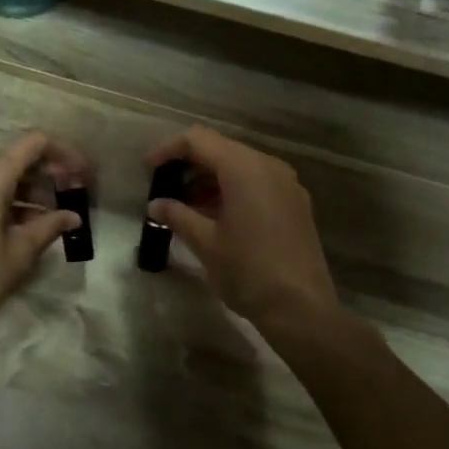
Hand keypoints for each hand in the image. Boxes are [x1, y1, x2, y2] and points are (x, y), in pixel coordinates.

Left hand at [0, 131, 87, 348]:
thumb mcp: (18, 254)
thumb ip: (49, 227)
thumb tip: (73, 217)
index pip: (35, 143)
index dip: (64, 153)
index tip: (84, 175)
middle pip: (18, 156)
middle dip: (49, 172)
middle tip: (75, 195)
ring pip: (0, 174)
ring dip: (30, 188)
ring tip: (55, 215)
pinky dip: (8, 198)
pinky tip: (26, 224)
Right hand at [145, 126, 339, 334]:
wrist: (301, 309)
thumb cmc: (247, 270)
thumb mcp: (205, 242)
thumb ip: (177, 215)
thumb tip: (155, 204)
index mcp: (244, 168)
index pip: (198, 140)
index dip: (168, 150)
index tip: (147, 170)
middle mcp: (268, 166)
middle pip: (221, 149)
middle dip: (189, 164)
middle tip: (164, 188)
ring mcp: (286, 184)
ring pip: (240, 166)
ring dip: (210, 179)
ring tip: (185, 205)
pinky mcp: (295, 203)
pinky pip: (257, 182)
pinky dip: (231, 189)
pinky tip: (214, 215)